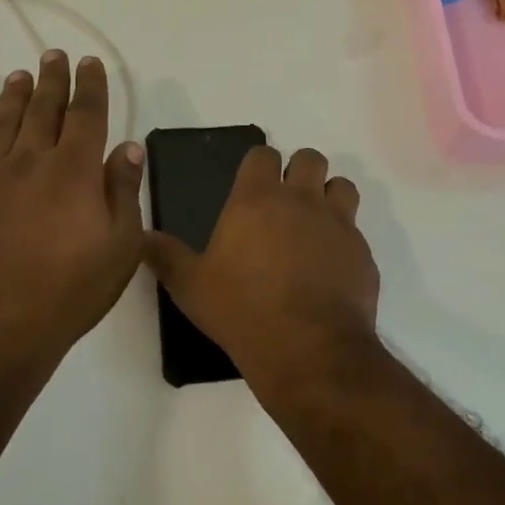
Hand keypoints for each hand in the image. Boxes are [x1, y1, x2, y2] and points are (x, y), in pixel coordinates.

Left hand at [0, 50, 143, 369]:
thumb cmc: (70, 291)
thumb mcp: (121, 247)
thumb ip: (124, 191)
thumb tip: (128, 146)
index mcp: (74, 171)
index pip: (86, 114)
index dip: (90, 85)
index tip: (89, 63)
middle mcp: (30, 161)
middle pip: (43, 108)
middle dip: (51, 79)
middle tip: (53, 55)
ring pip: (4, 122)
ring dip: (14, 95)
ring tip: (20, 74)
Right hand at [143, 146, 379, 375]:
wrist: (308, 350)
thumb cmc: (242, 310)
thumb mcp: (190, 286)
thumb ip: (165, 256)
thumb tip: (142, 236)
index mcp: (257, 199)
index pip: (263, 154)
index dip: (259, 165)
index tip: (253, 184)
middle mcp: (301, 200)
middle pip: (310, 159)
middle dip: (299, 171)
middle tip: (286, 201)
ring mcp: (338, 224)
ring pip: (342, 186)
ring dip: (329, 196)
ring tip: (314, 225)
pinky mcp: (362, 253)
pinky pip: (356, 232)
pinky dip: (344, 241)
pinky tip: (330, 268)